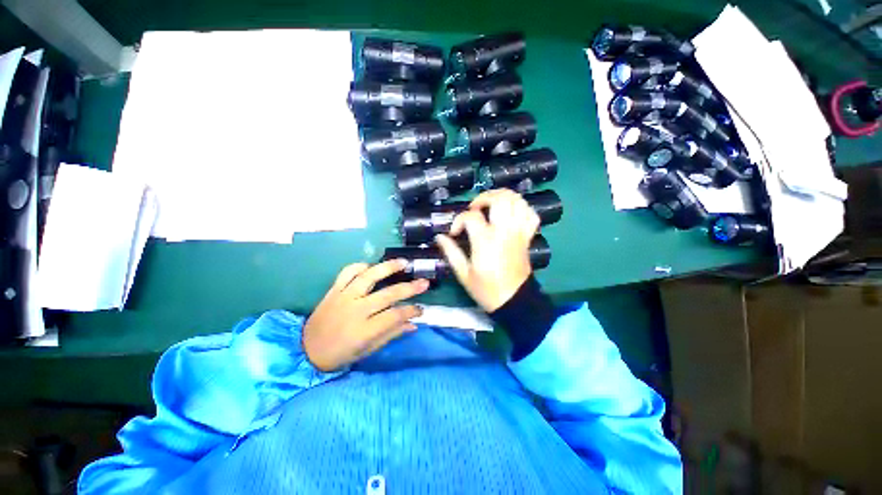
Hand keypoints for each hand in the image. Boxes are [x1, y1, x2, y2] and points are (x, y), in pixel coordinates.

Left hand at [303, 260, 428, 371]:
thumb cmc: (340, 354)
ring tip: (403, 262)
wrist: (306, 350)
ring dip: (388, 268)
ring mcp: (343, 297)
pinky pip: (347, 272)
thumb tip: (413, 324)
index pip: (395, 316)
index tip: (422, 309)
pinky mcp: (333, 290)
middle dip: (409, 288)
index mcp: (364, 330)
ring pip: (368, 277)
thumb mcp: (368, 350)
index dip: (411, 311)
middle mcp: (355, 310)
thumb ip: (391, 334)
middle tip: (424, 282)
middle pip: (387, 295)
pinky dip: (360, 266)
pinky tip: (371, 266)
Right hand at [436, 189, 540, 312]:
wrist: (514, 301)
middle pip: (500, 199)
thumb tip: (439, 237)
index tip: (454, 232)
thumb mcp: (463, 273)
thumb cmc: (486, 289)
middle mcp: (504, 231)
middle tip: (475, 208)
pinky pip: (530, 214)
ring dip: (502, 197)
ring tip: (491, 205)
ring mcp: (519, 232)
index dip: (459, 220)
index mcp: (486, 241)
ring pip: (517, 201)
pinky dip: (521, 208)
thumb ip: (451, 252)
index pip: (471, 216)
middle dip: (484, 197)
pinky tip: (510, 213)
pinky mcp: (527, 237)